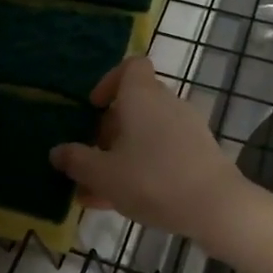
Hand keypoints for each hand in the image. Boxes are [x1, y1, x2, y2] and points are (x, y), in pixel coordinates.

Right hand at [49, 57, 249, 241]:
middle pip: (134, 104)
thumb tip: (57, 152)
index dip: (109, 82)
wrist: (215, 206)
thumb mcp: (103, 174)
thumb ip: (77, 161)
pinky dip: (143, 167)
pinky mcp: (200, 152)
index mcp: (142, 96)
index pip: (130, 66)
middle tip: (91, 160)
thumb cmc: (152, 179)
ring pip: (146, 134)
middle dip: (109, 131)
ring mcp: (187, 127)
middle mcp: (166, 103)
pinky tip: (126, 201)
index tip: (94, 108)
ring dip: (122, 155)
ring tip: (99, 192)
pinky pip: (163, 151)